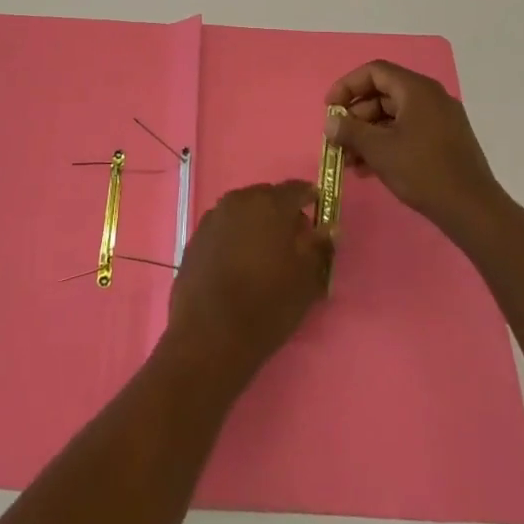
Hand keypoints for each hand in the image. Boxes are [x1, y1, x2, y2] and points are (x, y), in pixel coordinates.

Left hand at [164, 182, 331, 382]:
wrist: (210, 335)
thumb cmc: (267, 304)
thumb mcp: (307, 279)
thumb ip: (319, 246)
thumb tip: (327, 227)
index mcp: (270, 203)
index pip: (297, 189)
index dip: (310, 199)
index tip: (319, 214)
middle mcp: (239, 200)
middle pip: (268, 198)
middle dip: (282, 214)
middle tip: (294, 243)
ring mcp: (213, 217)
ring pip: (244, 212)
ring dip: (257, 225)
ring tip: (266, 257)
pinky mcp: (196, 237)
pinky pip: (225, 228)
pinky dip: (236, 238)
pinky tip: (240, 265)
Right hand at [326, 60, 508, 240]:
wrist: (473, 210)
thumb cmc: (423, 171)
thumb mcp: (379, 150)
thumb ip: (350, 131)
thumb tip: (330, 122)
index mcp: (417, 89)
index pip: (374, 72)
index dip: (347, 86)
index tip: (329, 108)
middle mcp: (430, 97)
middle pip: (383, 94)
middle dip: (356, 116)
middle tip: (338, 139)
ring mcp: (441, 119)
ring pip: (394, 116)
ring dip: (368, 134)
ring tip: (349, 160)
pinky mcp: (445, 141)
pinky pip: (408, 131)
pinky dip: (386, 143)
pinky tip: (369, 169)